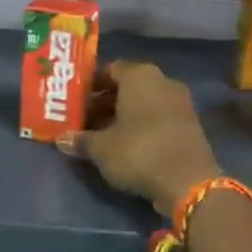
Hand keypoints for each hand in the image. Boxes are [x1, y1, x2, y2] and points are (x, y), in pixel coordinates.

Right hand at [58, 60, 222, 217]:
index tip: (74, 99)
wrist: (188, 182)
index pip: (109, 69)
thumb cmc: (138, 152)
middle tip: (83, 118)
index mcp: (140, 76)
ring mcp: (180, 103)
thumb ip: (80, 139)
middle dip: (104, 102)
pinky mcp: (190, 126)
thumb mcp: (101, 148)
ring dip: (122, 116)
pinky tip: (124, 145)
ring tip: (99, 134)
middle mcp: (163, 82)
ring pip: (143, 103)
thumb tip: (61, 138)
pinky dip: (141, 127)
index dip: (90, 84)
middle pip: (127, 86)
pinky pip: (157, 118)